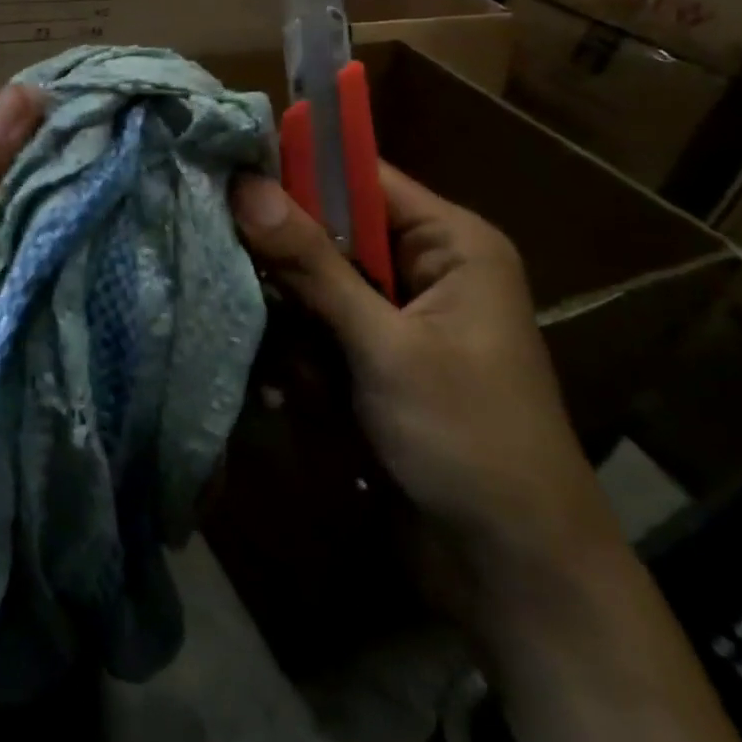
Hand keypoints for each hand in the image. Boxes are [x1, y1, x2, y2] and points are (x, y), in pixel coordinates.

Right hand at [230, 166, 617, 597]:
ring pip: (317, 283)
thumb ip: (312, 264)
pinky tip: (287, 393)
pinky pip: (321, 328)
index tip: (226, 169)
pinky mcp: (378, 357)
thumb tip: (247, 186)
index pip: (360, 176)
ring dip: (290, 316)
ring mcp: (399, 316)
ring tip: (274, 355)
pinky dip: (301, 354)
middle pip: (330, 230)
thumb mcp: (384, 345)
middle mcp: (425, 266)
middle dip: (286, 259)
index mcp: (450, 242)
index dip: (296, 169)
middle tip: (231, 267)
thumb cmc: (466, 438)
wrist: (515, 572)